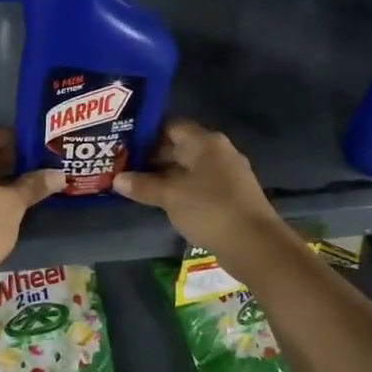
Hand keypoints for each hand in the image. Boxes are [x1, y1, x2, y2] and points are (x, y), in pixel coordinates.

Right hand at [113, 119, 281, 254]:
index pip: (171, 126)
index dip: (147, 134)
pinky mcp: (230, 197)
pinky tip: (162, 202)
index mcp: (206, 142)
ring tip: (136, 185)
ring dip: (165, 176)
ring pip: (189, 169)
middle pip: (180, 147)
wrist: (255, 244)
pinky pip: (199, 186)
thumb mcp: (170, 196)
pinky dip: (180, 190)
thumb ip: (143, 185)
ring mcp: (227, 175)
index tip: (124, 145)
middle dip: (152, 157)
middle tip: (124, 166)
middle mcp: (218, 152)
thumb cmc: (209, 209)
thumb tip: (117, 179)